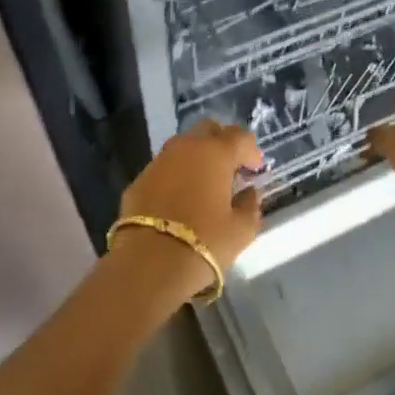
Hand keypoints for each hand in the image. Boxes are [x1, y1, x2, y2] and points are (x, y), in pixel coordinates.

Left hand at [113, 121, 264, 296]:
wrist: (149, 263)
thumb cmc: (205, 242)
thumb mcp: (241, 230)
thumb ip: (251, 206)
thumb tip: (250, 193)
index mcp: (216, 152)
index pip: (240, 136)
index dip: (251, 150)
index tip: (255, 170)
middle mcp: (186, 147)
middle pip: (208, 130)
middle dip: (222, 144)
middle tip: (230, 170)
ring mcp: (159, 161)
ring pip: (183, 147)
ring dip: (197, 158)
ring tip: (204, 185)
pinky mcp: (139, 179)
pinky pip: (164, 168)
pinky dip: (176, 176)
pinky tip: (179, 200)